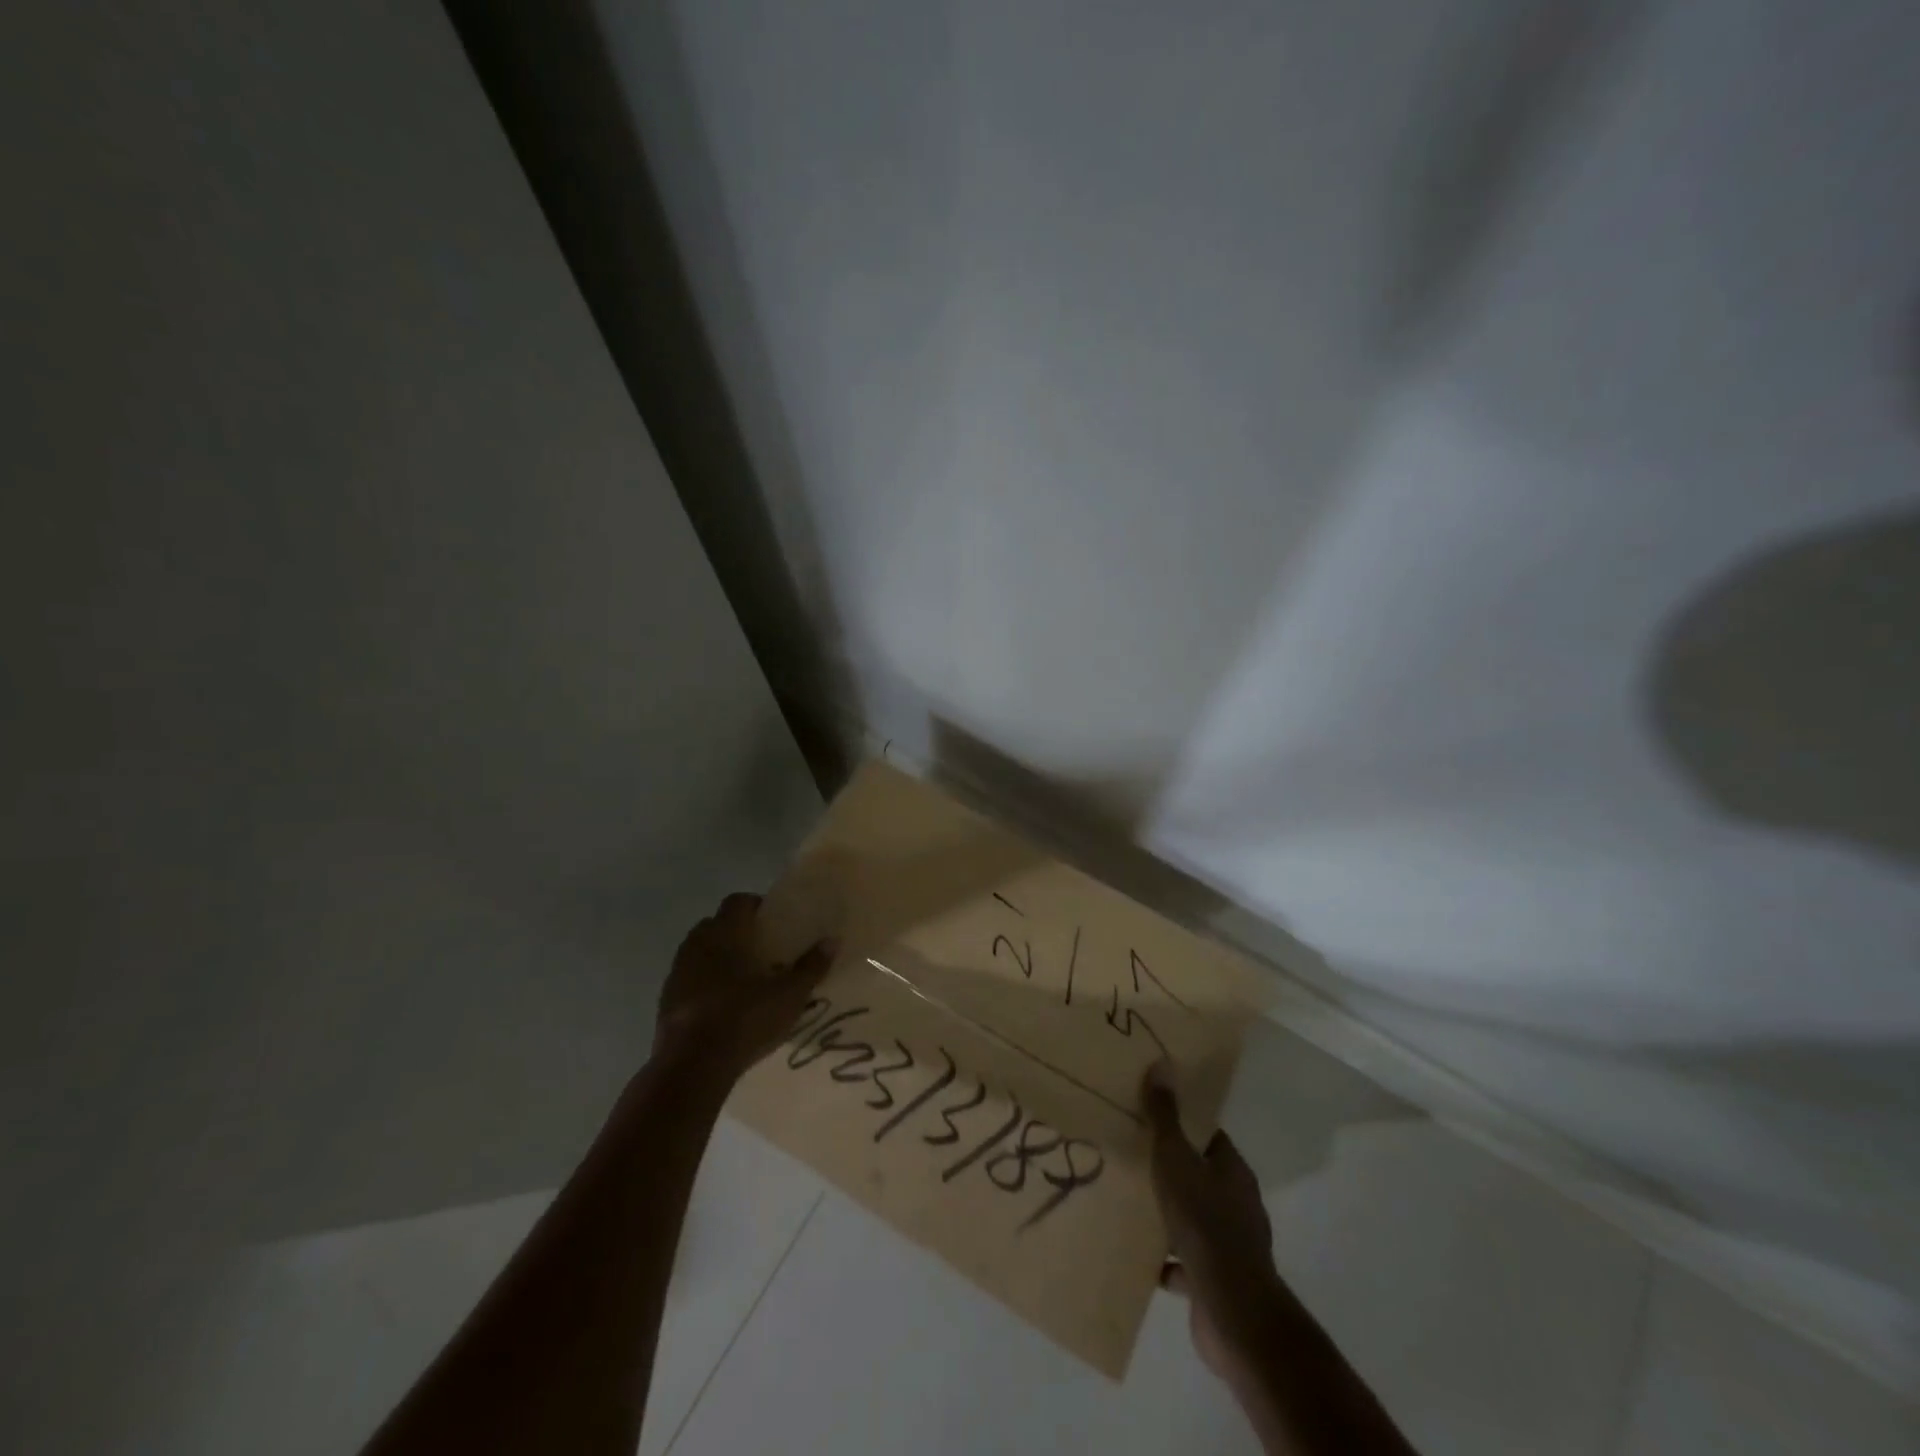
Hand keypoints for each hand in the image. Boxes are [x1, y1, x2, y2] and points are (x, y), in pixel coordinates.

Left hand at [655, 892, 835, 1081]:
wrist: (691, 1065)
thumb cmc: (745, 1018)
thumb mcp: (790, 995)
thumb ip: (811, 966)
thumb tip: (833, 940)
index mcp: (726, 932)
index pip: (738, 901)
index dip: (756, 906)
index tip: (774, 922)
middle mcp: (697, 943)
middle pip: (716, 924)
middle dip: (737, 932)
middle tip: (762, 951)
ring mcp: (677, 972)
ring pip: (700, 952)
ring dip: (718, 959)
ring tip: (744, 981)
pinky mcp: (665, 1000)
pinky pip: (688, 980)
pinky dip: (704, 984)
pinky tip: (722, 1007)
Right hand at [1144, 1065, 1279, 1382]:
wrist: (1232, 1309)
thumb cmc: (1204, 1222)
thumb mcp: (1176, 1159)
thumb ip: (1166, 1116)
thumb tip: (1162, 1064)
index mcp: (1232, 1171)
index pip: (1208, 1137)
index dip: (1183, 1125)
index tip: (1153, 1117)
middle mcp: (1238, 1204)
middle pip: (1201, 1176)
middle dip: (1172, 1170)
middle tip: (1134, 1157)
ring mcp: (1231, 1246)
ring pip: (1194, 1219)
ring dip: (1169, 1215)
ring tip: (1132, 1205)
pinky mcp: (1218, 1281)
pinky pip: (1187, 1262)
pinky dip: (1167, 1260)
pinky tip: (1142, 1258)